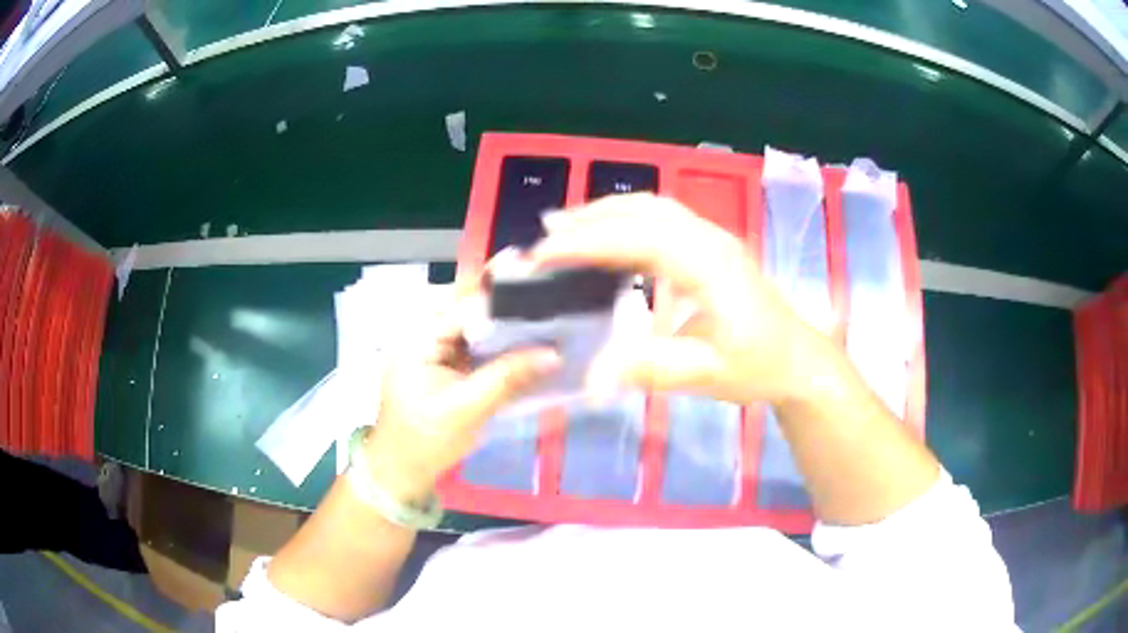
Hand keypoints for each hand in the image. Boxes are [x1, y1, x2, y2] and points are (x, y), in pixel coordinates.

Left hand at [362, 296, 559, 503]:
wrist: (402, 469)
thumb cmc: (426, 440)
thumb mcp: (468, 409)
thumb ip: (509, 378)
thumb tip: (555, 355)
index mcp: (420, 336)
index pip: (468, 307)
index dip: (508, 305)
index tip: (549, 308)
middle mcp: (426, 331)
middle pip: (475, 312)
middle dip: (512, 316)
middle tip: (556, 319)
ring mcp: (436, 347)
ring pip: (480, 329)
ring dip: (510, 333)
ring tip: (550, 332)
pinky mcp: (446, 363)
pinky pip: (478, 347)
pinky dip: (501, 350)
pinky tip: (529, 352)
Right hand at [533, 193, 824, 406]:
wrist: (798, 359)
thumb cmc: (758, 365)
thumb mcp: (707, 374)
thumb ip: (651, 369)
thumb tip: (591, 378)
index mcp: (709, 263)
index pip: (638, 237)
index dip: (587, 242)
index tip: (543, 253)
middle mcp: (709, 238)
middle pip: (644, 208)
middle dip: (591, 217)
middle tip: (546, 236)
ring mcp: (713, 238)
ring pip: (653, 207)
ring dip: (607, 213)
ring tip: (567, 229)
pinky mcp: (712, 247)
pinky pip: (662, 220)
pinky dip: (626, 221)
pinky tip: (609, 241)